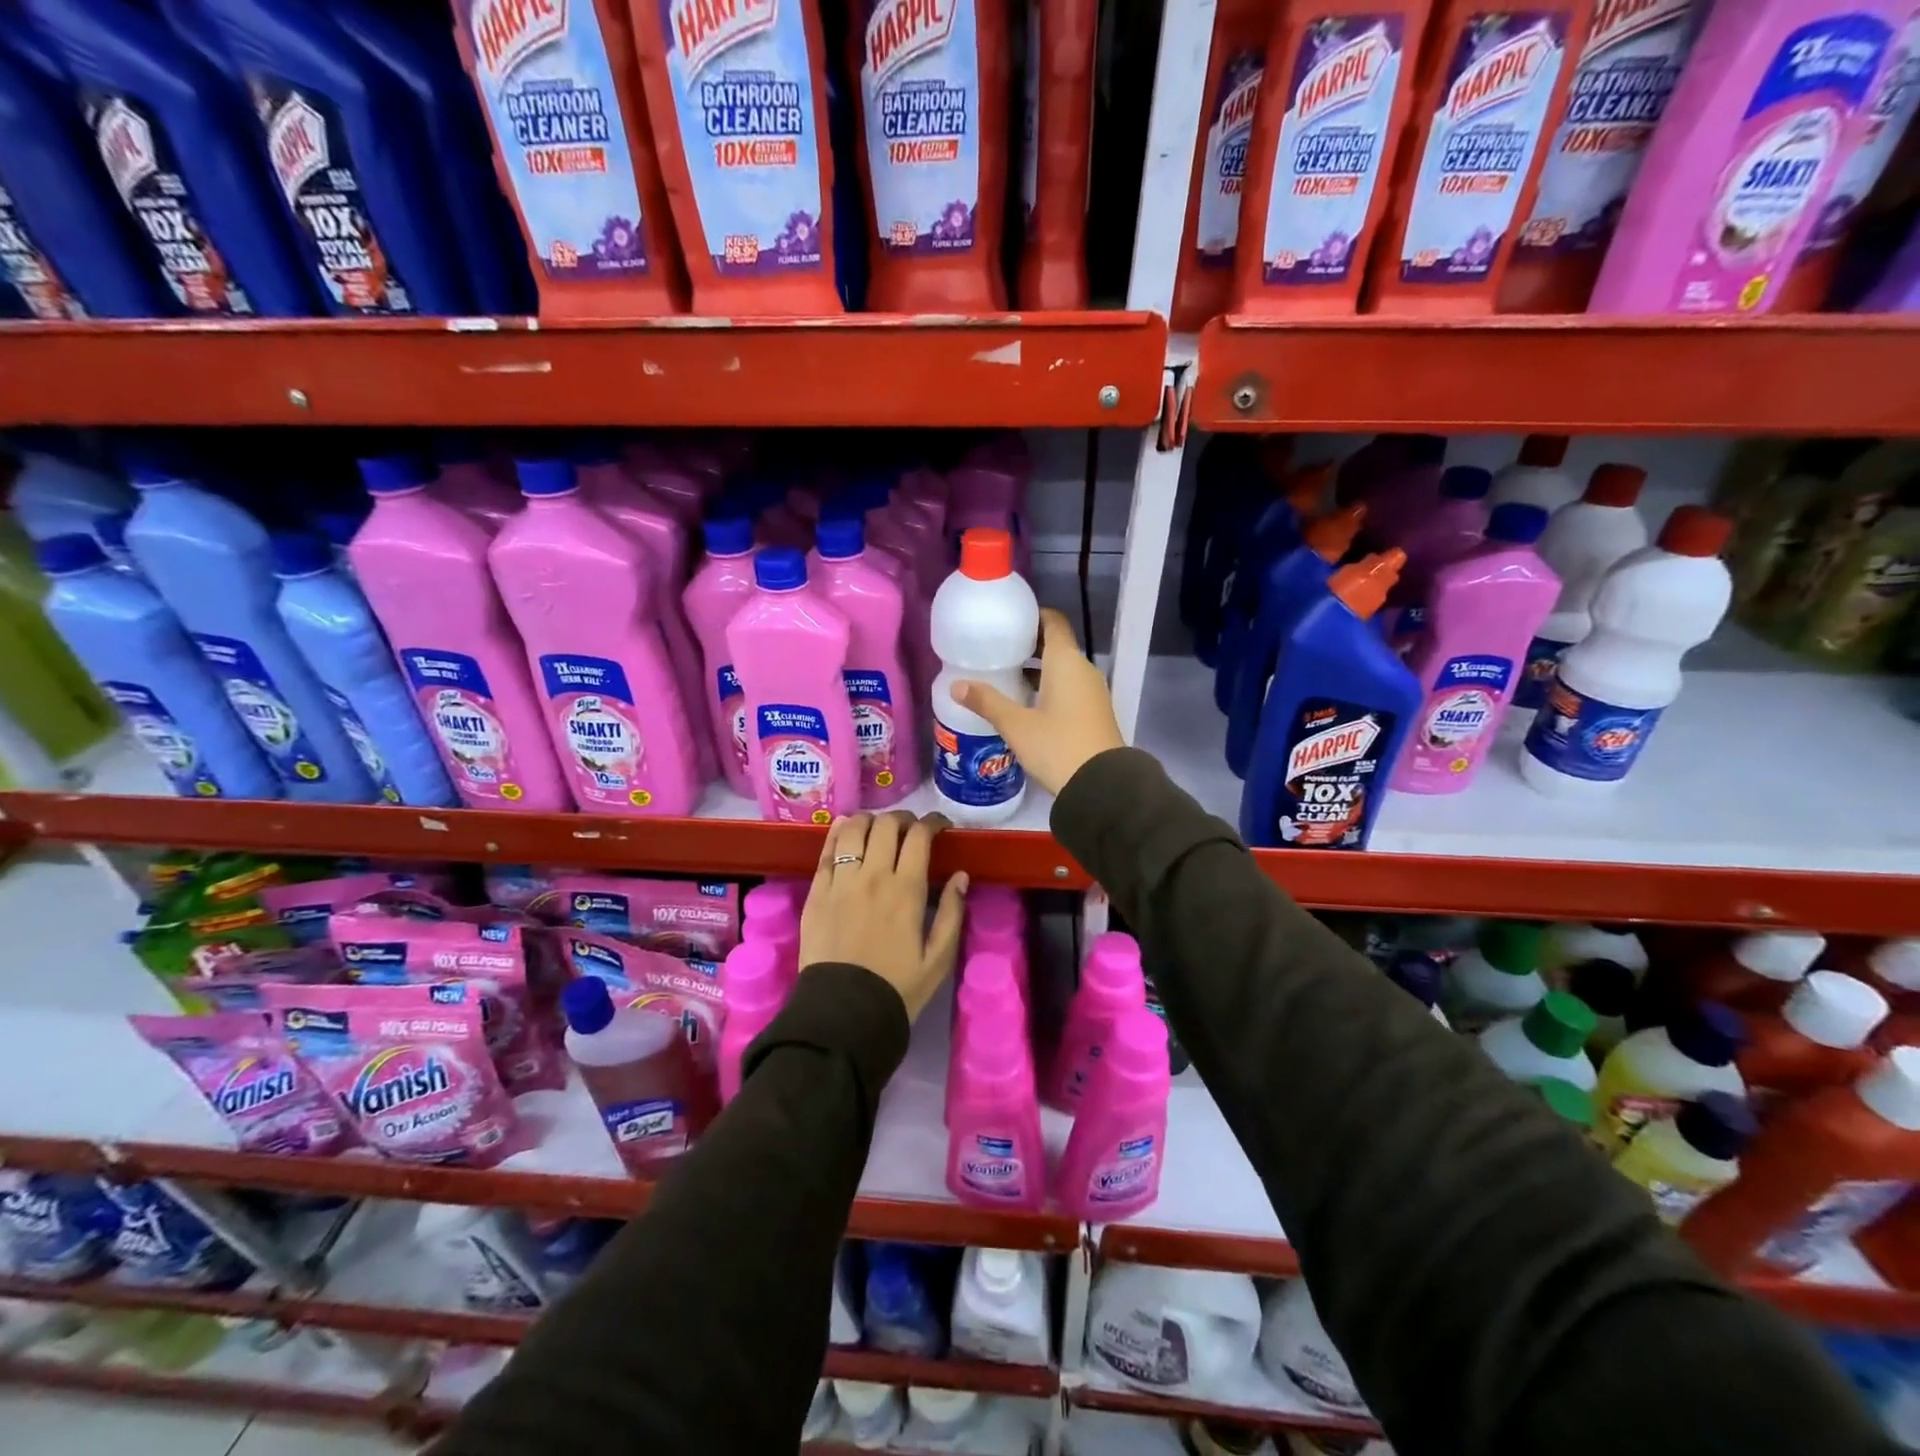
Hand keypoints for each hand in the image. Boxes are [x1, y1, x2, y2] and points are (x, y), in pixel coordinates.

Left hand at [799, 812, 968, 1022]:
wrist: (843, 1015)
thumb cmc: (897, 988)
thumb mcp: (938, 959)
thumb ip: (953, 913)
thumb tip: (961, 876)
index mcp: (907, 890)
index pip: (920, 836)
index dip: (933, 822)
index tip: (941, 826)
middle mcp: (873, 876)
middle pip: (887, 825)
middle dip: (904, 819)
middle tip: (911, 829)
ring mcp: (840, 882)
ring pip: (853, 830)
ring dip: (870, 820)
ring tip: (878, 828)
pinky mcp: (816, 892)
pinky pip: (826, 851)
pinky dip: (838, 833)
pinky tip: (845, 830)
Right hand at [951, 608, 1124, 796]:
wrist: (1102, 786)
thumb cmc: (1057, 746)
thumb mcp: (1016, 725)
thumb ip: (987, 702)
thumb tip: (956, 685)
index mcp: (1066, 662)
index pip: (1053, 622)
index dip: (1032, 617)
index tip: (1008, 621)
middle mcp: (1083, 670)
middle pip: (1056, 646)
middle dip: (1029, 646)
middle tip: (997, 651)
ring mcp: (1092, 693)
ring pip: (1062, 670)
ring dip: (1038, 670)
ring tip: (1006, 677)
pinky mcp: (1094, 713)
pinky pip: (1069, 689)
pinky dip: (1049, 687)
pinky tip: (1026, 704)